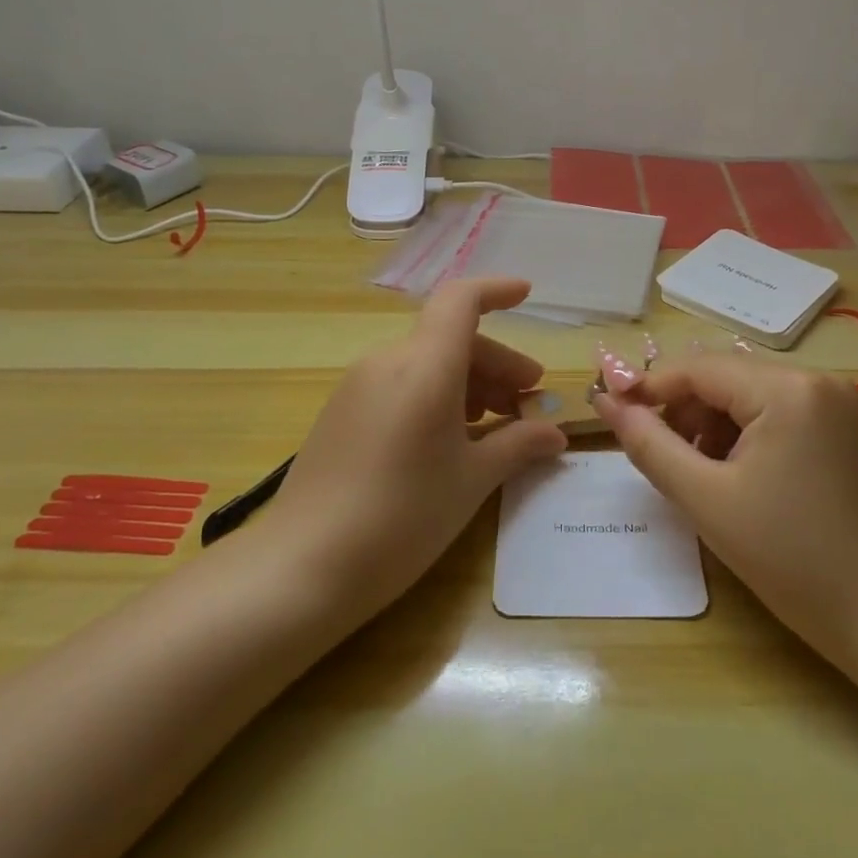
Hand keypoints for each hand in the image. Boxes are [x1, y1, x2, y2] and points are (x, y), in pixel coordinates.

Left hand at [247, 278, 566, 621]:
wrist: (303, 567)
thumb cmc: (402, 517)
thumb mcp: (472, 480)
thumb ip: (518, 445)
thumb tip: (555, 434)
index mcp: (424, 366)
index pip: (461, 300)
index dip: (497, 290)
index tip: (528, 297)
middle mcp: (388, 362)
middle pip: (451, 338)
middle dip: (498, 363)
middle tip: (529, 401)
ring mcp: (359, 386)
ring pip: (426, 362)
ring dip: (469, 382)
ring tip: (496, 425)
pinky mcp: (342, 412)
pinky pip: (401, 384)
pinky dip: (436, 396)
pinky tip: (451, 440)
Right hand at [593, 352, 857, 657]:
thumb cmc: (791, 558)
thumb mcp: (707, 500)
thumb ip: (650, 445)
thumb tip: (607, 402)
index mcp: (786, 389)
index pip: (699, 368)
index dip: (650, 388)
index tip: (612, 415)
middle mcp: (816, 379)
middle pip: (725, 377)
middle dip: (684, 410)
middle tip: (660, 457)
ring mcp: (836, 402)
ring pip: (749, 394)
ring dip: (713, 423)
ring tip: (701, 474)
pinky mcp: (844, 426)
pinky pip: (778, 411)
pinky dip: (747, 433)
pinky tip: (738, 475)